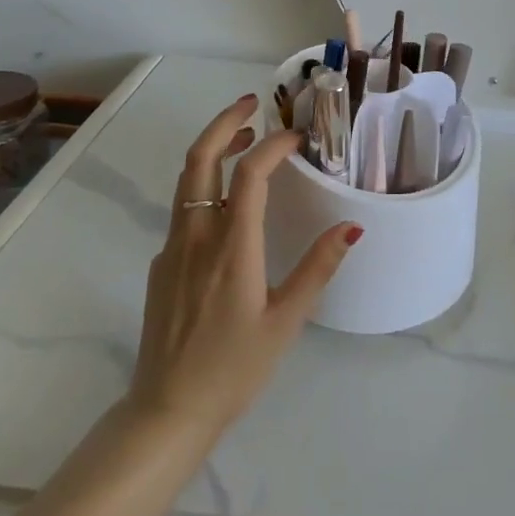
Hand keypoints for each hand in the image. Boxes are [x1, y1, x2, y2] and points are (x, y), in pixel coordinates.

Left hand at [127, 95, 360, 439]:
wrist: (166, 412)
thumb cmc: (233, 369)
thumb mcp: (286, 322)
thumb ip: (317, 269)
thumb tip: (351, 225)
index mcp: (231, 247)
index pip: (249, 174)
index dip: (274, 146)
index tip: (298, 137)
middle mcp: (196, 236)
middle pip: (201, 159)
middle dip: (225, 122)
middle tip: (252, 103)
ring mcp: (173, 248)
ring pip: (187, 180)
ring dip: (215, 149)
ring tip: (246, 139)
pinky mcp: (163, 264)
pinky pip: (183, 208)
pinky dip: (206, 183)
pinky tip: (229, 203)